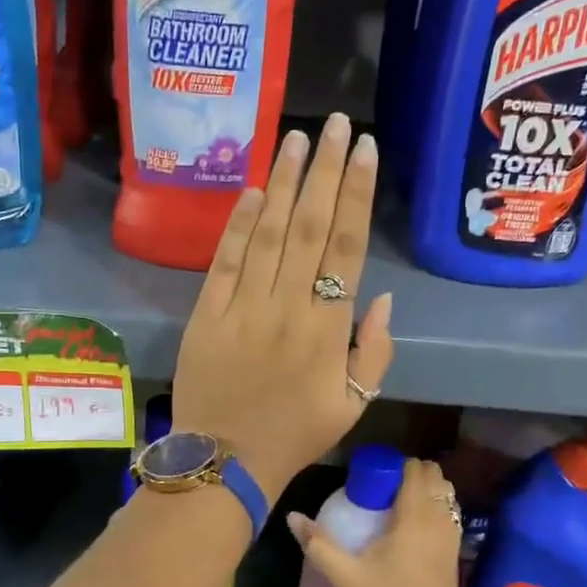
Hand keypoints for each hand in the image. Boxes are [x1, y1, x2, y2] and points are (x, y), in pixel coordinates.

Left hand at [171, 114, 392, 496]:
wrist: (225, 462)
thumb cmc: (295, 435)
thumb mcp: (354, 404)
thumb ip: (374, 351)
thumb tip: (380, 297)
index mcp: (328, 329)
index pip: (347, 247)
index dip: (357, 194)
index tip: (365, 151)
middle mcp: (287, 306)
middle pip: (310, 226)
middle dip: (324, 170)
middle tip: (336, 124)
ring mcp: (243, 307)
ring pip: (268, 233)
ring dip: (284, 183)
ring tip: (297, 139)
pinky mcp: (206, 314)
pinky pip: (225, 260)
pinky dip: (239, 223)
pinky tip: (253, 190)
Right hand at [285, 458, 466, 586]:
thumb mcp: (345, 577)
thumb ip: (318, 543)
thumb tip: (292, 516)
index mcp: (416, 518)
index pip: (416, 469)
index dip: (394, 465)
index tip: (369, 476)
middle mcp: (440, 521)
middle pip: (435, 477)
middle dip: (409, 474)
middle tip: (378, 489)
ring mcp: (452, 538)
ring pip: (445, 495)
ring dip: (423, 491)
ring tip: (390, 505)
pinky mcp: (454, 554)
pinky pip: (447, 514)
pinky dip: (432, 508)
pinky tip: (405, 528)